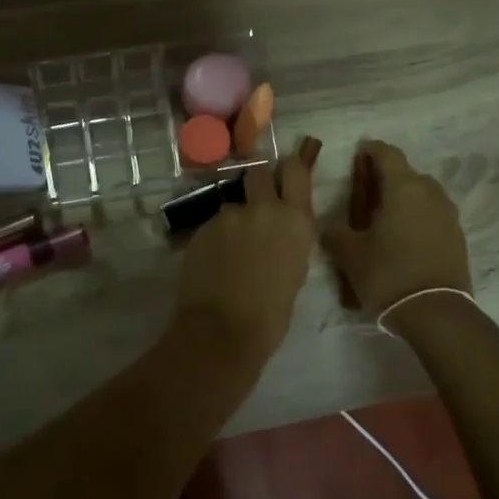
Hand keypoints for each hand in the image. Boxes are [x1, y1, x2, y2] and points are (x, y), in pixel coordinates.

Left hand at [171, 144, 317, 367]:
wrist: (224, 329)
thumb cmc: (272, 313)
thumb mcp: (295, 271)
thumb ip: (287, 240)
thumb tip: (278, 233)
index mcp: (295, 220)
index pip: (295, 170)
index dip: (288, 169)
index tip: (285, 175)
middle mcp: (263, 208)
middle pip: (258, 172)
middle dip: (257, 182)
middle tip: (256, 204)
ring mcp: (229, 215)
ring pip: (232, 203)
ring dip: (234, 218)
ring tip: (231, 249)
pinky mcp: (202, 227)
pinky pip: (213, 224)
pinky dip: (215, 237)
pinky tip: (214, 262)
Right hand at [323, 141, 471, 313]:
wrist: (435, 312)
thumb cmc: (388, 273)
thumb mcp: (350, 254)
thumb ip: (336, 233)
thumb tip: (330, 228)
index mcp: (403, 187)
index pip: (388, 154)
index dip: (372, 150)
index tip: (360, 153)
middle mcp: (430, 193)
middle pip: (407, 174)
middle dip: (388, 178)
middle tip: (367, 194)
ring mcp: (448, 215)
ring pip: (423, 195)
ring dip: (405, 199)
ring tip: (386, 218)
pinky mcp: (458, 237)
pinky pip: (434, 216)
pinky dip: (418, 218)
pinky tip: (404, 239)